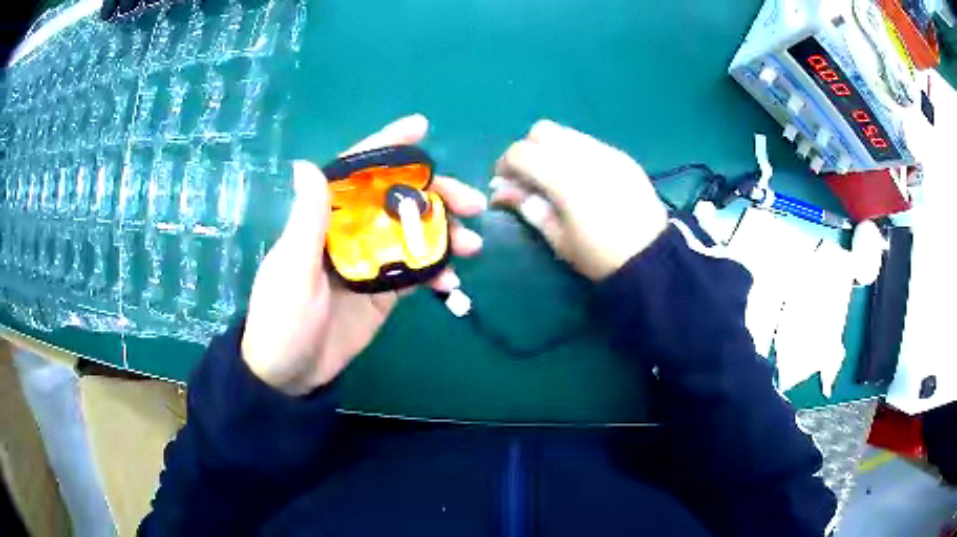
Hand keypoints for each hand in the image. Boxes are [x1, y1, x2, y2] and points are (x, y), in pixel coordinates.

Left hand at [242, 114, 486, 394]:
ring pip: (414, 233)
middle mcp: (350, 232)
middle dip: (437, 195)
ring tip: (473, 244)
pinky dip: (437, 273)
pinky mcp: (383, 292)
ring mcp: (369, 262)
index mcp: (324, 219)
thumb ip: (305, 221)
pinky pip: (417, 272)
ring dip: (446, 233)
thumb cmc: (282, 321)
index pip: (355, 171)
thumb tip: (305, 164)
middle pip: (397, 200)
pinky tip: (452, 284)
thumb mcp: (291, 271)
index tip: (421, 128)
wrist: (289, 376)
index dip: (387, 146)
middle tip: (472, 204)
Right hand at [491, 120, 667, 280]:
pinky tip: (583, 178)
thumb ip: (528, 208)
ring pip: (567, 133)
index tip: (505, 183)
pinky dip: (576, 153)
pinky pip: (590, 143)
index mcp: (564, 178)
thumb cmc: (599, 256)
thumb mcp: (558, 239)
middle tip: (530, 176)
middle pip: (542, 131)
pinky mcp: (623, 157)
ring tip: (556, 176)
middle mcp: (584, 155)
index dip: (505, 165)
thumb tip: (503, 191)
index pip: (520, 152)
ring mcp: (607, 153)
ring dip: (552, 148)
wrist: (651, 258)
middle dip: (528, 149)